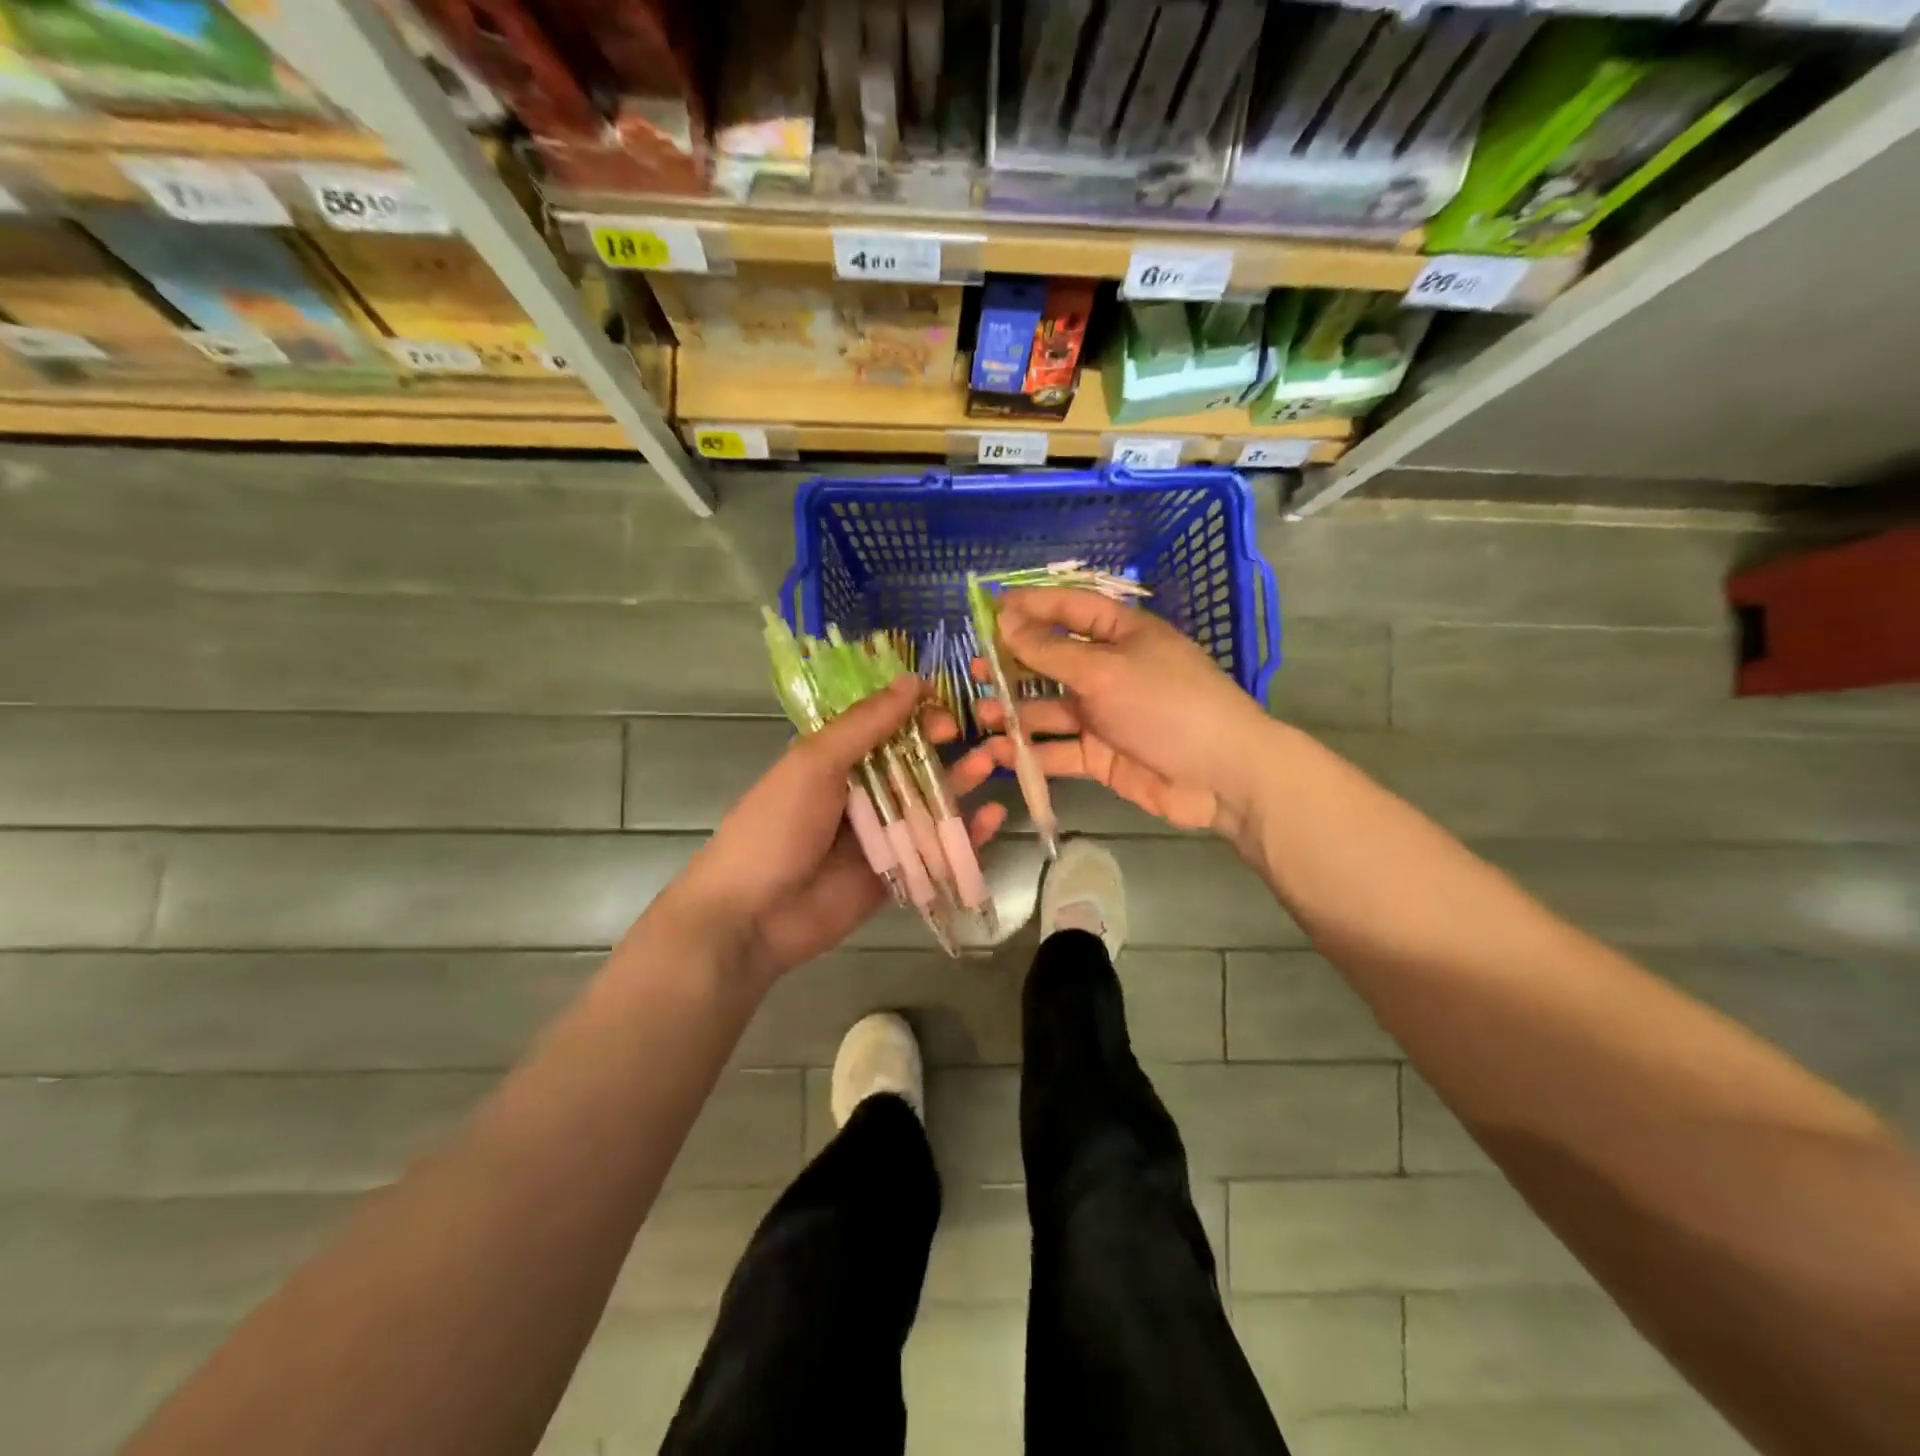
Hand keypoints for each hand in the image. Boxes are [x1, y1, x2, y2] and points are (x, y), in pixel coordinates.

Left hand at [669, 675, 1006, 982]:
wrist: (751, 916)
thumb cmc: (776, 827)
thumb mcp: (814, 763)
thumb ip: (865, 725)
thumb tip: (912, 681)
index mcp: (833, 760)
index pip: (883, 727)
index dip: (916, 716)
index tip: (945, 710)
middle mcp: (859, 793)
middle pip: (912, 764)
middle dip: (947, 749)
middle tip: (984, 737)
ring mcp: (879, 836)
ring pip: (929, 805)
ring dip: (962, 784)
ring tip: (995, 765)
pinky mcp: (896, 874)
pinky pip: (936, 851)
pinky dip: (966, 836)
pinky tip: (994, 817)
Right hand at [953, 587, 1276, 835]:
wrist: (1220, 776)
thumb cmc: (1165, 705)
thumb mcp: (1104, 670)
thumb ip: (1050, 650)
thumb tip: (1006, 619)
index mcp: (1123, 635)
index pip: (1072, 608)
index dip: (1033, 606)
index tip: (989, 609)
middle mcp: (1111, 671)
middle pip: (1054, 661)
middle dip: (1014, 665)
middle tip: (974, 669)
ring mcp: (1106, 716)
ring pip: (1050, 709)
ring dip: (1016, 712)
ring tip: (981, 714)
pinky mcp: (1102, 756)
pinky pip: (1059, 749)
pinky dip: (1031, 751)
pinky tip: (999, 752)